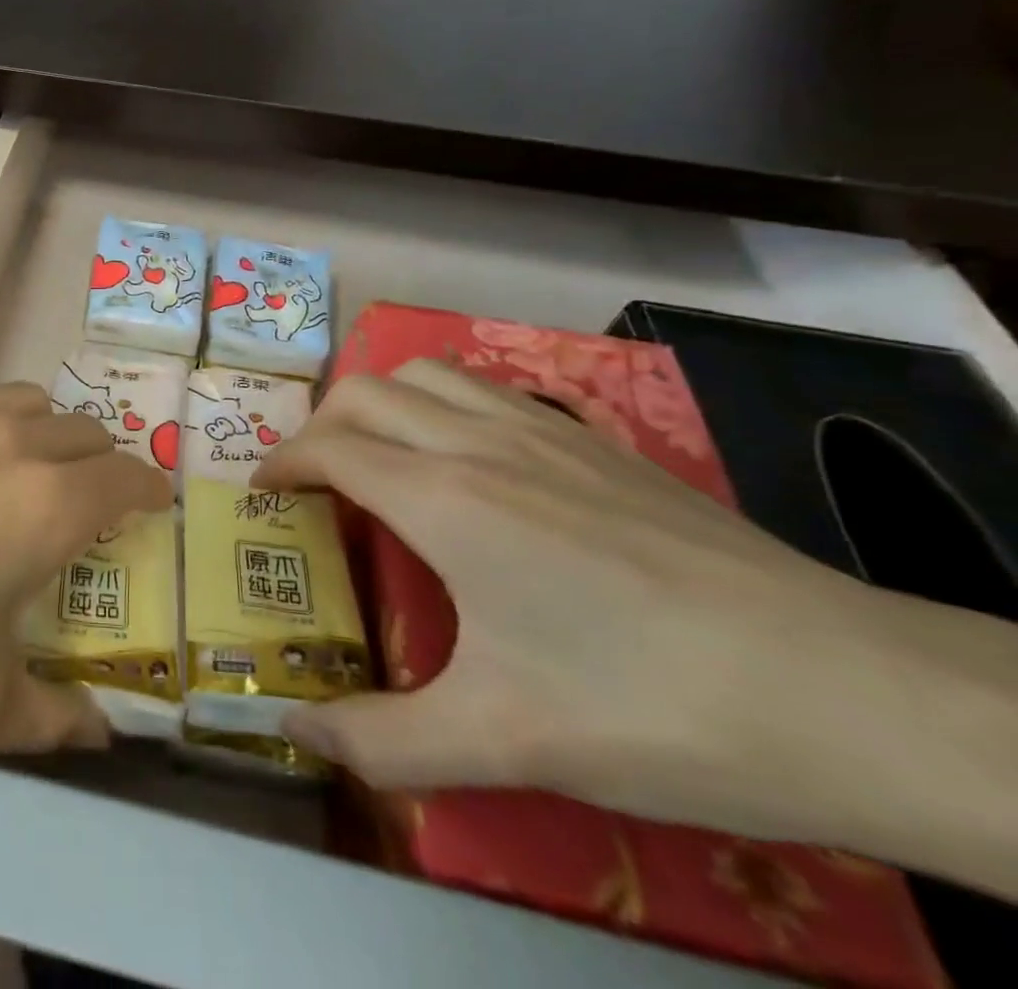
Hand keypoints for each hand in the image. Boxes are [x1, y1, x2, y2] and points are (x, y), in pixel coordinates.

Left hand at [0, 384, 172, 784]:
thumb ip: (49, 717)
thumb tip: (98, 735)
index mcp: (44, 502)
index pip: (127, 476)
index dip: (149, 491)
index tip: (152, 507)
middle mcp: (2, 439)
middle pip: (81, 429)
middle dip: (98, 462)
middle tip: (81, 506)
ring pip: (19, 402)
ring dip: (38, 434)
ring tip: (11, 480)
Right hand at [251, 359, 976, 848]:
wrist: (851, 692)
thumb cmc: (652, 707)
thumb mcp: (504, 740)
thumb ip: (382, 740)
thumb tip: (291, 729)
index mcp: (444, 498)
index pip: (330, 449)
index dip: (282, 464)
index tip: (262, 493)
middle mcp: (480, 443)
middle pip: (366, 393)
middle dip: (319, 425)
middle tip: (312, 479)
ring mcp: (545, 433)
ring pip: (429, 375)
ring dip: (382, 403)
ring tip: (378, 456)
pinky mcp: (597, 443)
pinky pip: (489, 392)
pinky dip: (445, 404)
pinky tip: (470, 462)